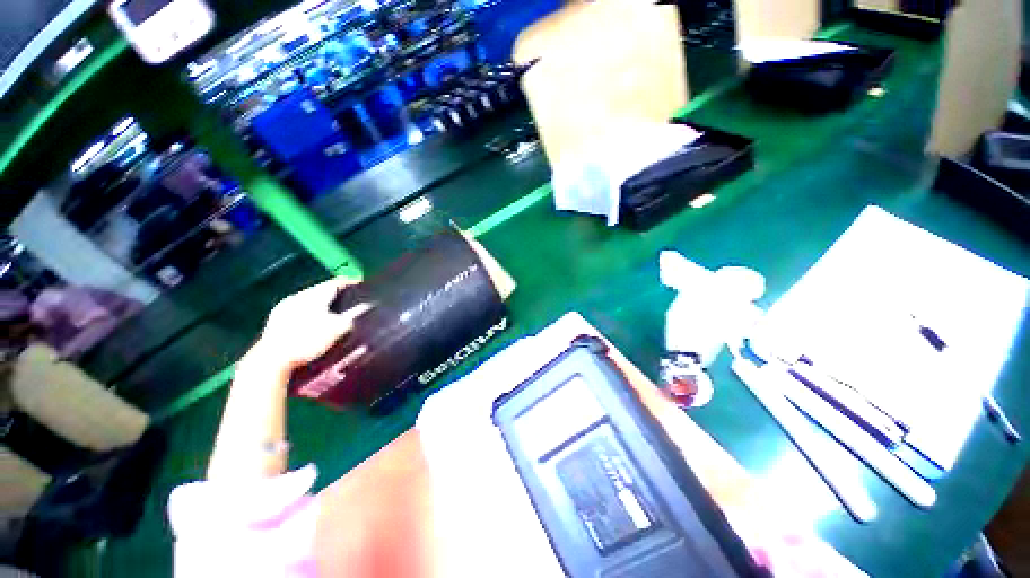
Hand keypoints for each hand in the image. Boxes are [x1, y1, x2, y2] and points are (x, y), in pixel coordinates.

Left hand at [246, 277, 369, 374]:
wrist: (272, 359)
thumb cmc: (308, 341)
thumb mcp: (338, 329)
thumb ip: (354, 315)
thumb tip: (367, 306)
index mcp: (314, 295)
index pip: (336, 282)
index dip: (351, 282)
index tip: (362, 283)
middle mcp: (298, 296)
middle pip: (322, 290)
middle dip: (336, 293)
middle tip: (350, 298)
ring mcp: (285, 306)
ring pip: (309, 299)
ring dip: (322, 302)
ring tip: (334, 310)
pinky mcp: (276, 318)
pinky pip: (299, 308)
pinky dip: (310, 311)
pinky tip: (313, 321)